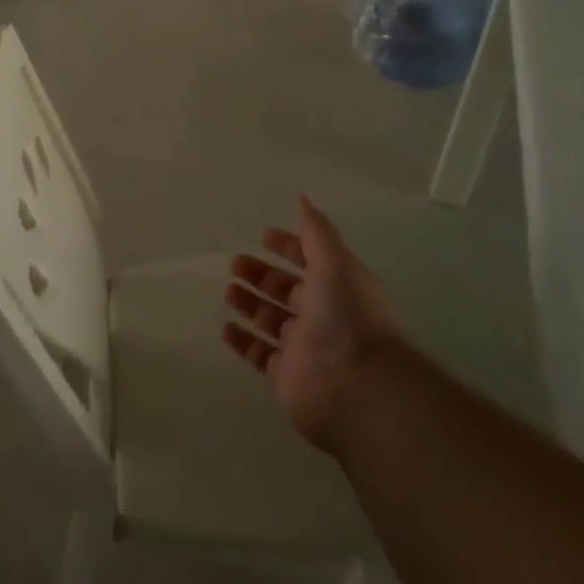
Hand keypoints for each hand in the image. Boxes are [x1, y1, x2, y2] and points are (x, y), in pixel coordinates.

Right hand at [223, 196, 408, 453]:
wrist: (358, 387)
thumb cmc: (348, 316)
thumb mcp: (335, 262)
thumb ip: (316, 231)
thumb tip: (303, 197)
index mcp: (338, 286)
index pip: (310, 260)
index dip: (289, 246)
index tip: (264, 236)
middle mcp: (322, 315)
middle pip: (286, 290)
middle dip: (262, 275)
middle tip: (235, 263)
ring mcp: (304, 348)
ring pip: (271, 320)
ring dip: (250, 304)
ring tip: (228, 291)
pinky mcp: (286, 376)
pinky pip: (260, 354)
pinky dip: (243, 342)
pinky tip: (225, 328)